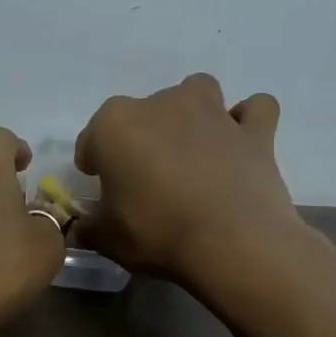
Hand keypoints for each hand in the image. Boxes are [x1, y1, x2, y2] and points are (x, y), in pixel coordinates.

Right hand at [74, 74, 335, 294]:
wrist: (233, 244)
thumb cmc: (157, 234)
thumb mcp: (109, 239)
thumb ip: (90, 228)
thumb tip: (80, 229)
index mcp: (115, 126)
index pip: (92, 138)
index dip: (95, 162)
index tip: (102, 187)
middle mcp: (162, 105)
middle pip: (143, 113)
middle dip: (142, 139)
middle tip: (147, 179)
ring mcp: (212, 111)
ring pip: (196, 92)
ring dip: (191, 113)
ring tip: (191, 150)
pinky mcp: (255, 130)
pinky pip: (254, 111)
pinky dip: (247, 122)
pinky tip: (240, 144)